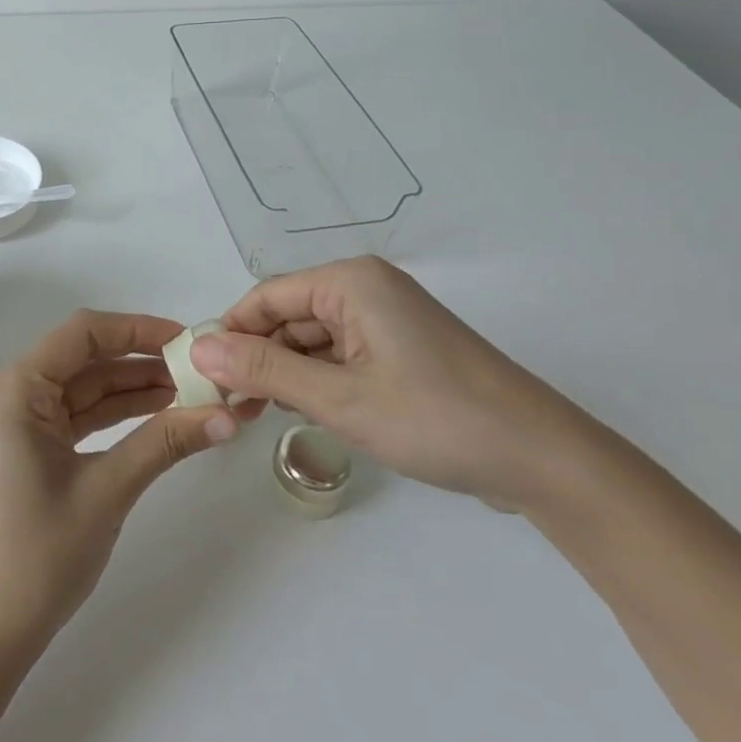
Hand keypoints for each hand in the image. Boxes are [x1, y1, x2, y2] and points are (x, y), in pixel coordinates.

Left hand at [0, 310, 246, 657]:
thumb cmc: (37, 559)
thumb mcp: (107, 491)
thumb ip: (165, 443)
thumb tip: (229, 416)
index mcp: (10, 389)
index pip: (82, 334)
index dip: (139, 330)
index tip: (188, 341)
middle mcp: (0, 393)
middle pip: (81, 361)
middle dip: (141, 365)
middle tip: (200, 372)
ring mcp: (3, 420)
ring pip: (76, 390)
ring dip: (129, 391)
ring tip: (190, 394)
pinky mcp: (12, 446)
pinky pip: (65, 416)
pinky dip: (107, 416)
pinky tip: (154, 416)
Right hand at [189, 256, 591, 511]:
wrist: (541, 458)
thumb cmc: (436, 418)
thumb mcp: (340, 398)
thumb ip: (265, 369)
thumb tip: (199, 348)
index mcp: (351, 282)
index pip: (266, 296)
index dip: (230, 333)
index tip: (201, 375)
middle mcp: (366, 289)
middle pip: (288, 315)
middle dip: (256, 356)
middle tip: (227, 404)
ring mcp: (387, 319)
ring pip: (312, 338)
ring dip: (285, 371)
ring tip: (257, 414)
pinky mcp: (400, 349)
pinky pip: (340, 354)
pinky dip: (316, 380)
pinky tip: (301, 411)